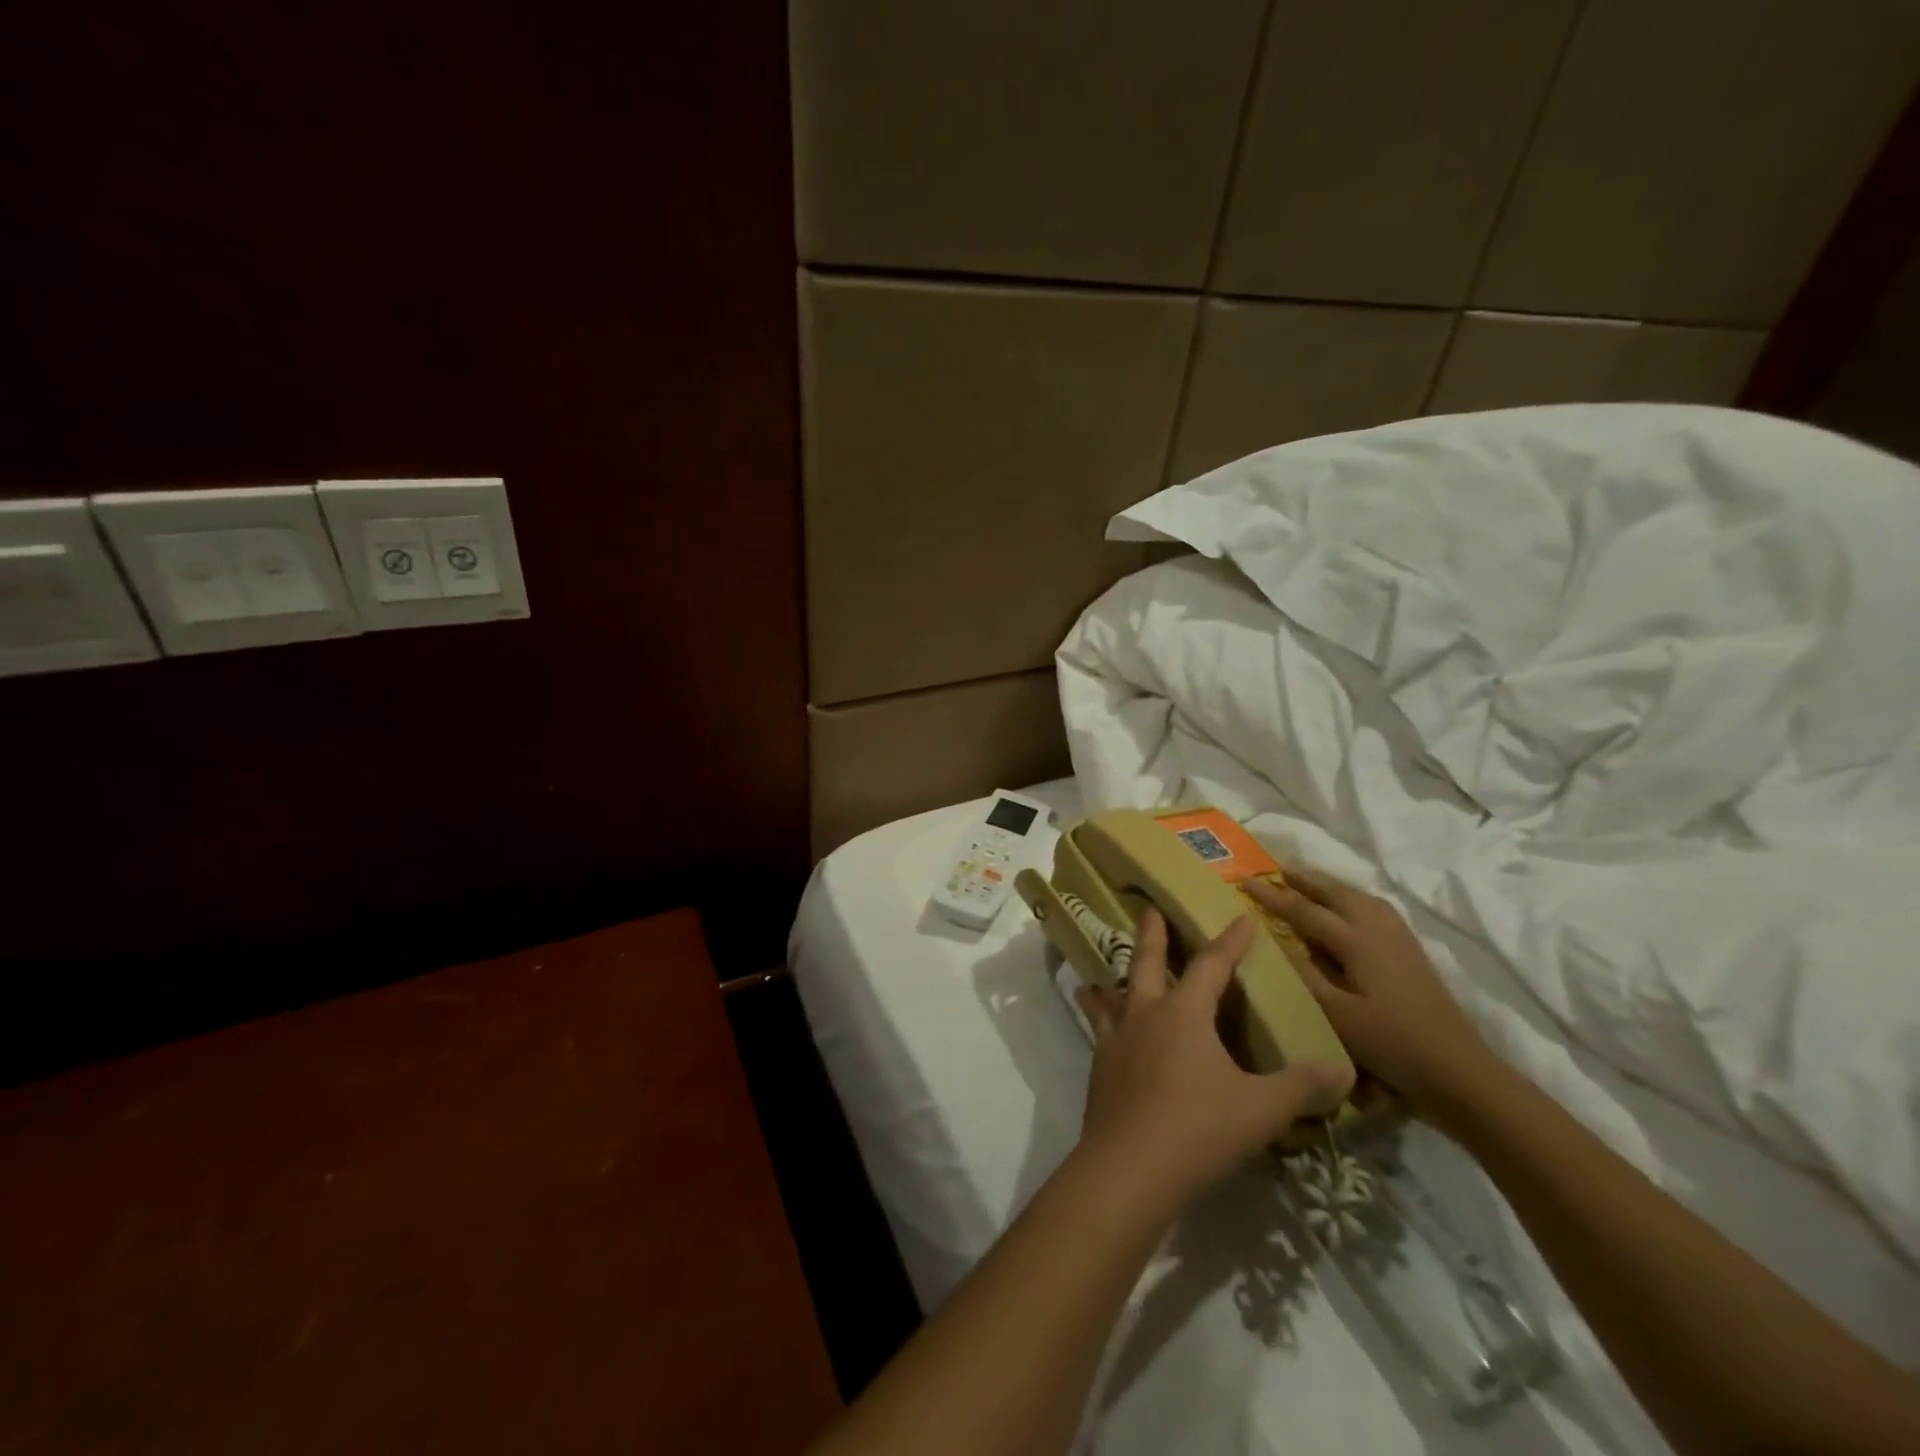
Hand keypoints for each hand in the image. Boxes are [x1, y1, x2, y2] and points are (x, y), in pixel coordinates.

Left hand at [1073, 909, 1352, 1218]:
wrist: (1128, 1168)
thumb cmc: (1198, 1128)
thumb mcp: (1261, 1109)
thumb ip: (1301, 1087)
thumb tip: (1343, 1070)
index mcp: (1184, 1013)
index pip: (1211, 966)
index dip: (1229, 942)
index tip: (1240, 917)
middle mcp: (1145, 1015)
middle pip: (1147, 962)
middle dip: (1152, 934)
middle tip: (1148, 908)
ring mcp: (1116, 1039)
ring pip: (1114, 994)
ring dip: (1113, 976)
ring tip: (1101, 970)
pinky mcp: (1100, 1067)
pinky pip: (1098, 1028)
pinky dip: (1096, 1016)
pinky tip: (1099, 1025)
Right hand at [1244, 869, 1496, 1116]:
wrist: (1457, 1068)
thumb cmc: (1390, 1042)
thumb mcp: (1336, 1014)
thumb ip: (1304, 975)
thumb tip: (1277, 943)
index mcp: (1356, 940)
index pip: (1305, 910)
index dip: (1273, 896)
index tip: (1246, 883)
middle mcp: (1377, 928)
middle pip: (1336, 893)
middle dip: (1306, 879)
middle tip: (1278, 869)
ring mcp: (1398, 937)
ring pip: (1358, 897)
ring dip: (1330, 886)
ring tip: (1309, 882)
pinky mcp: (1411, 950)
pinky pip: (1374, 908)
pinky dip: (1352, 899)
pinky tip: (1350, 909)